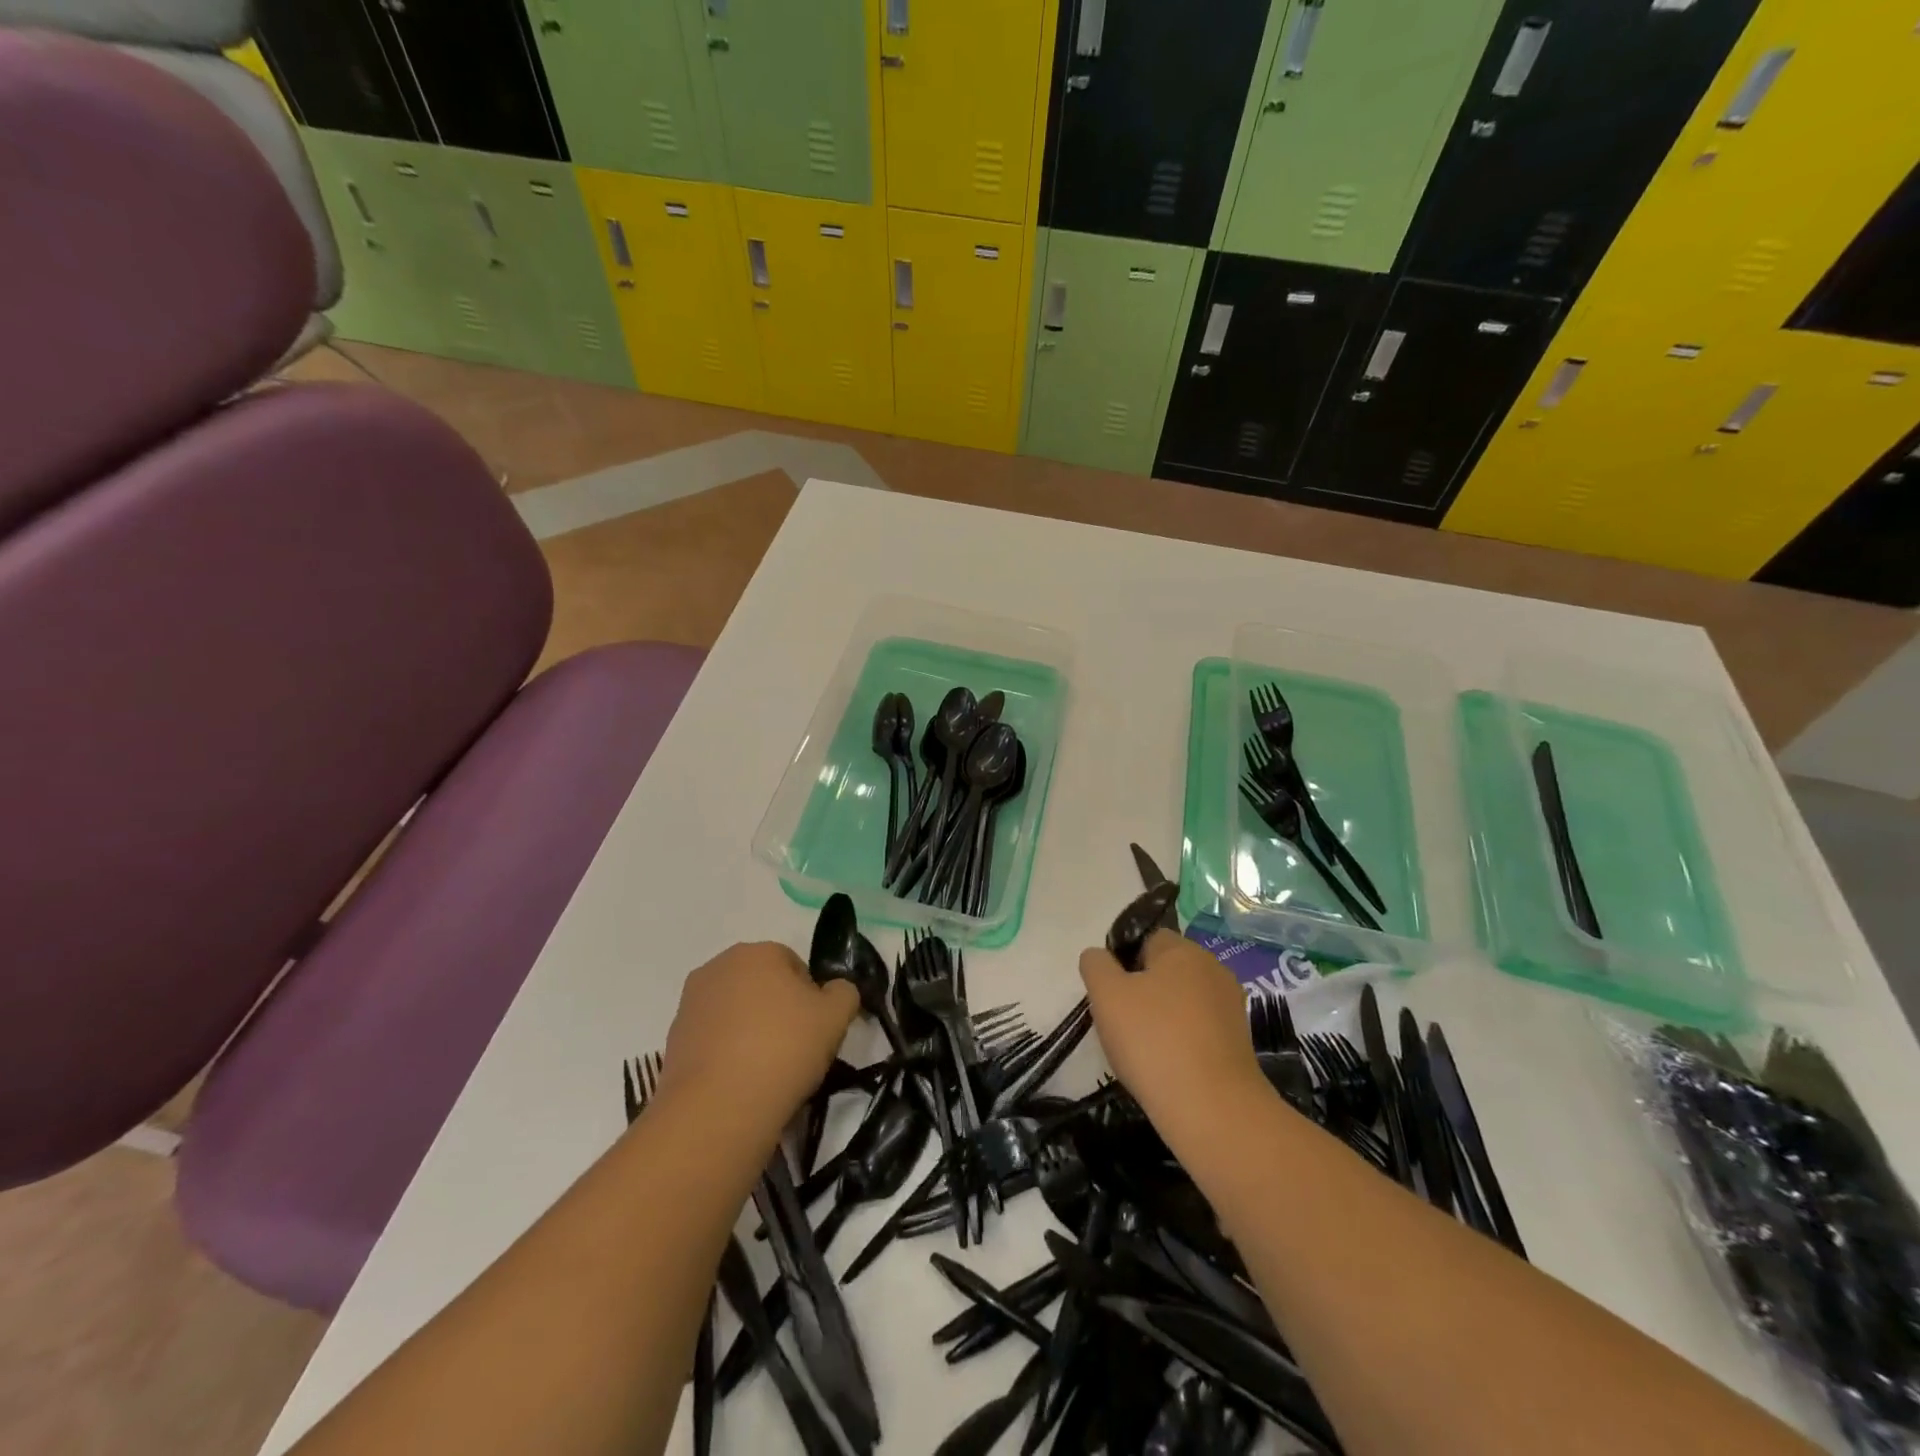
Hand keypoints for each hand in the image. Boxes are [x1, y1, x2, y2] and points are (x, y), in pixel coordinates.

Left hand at [659, 942, 859, 1131]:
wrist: (717, 1108)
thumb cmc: (783, 1049)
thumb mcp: (836, 1016)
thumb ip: (844, 992)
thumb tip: (834, 992)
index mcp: (757, 952)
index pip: (795, 966)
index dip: (811, 998)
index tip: (815, 1030)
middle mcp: (718, 967)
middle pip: (762, 986)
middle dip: (778, 1011)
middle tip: (795, 1050)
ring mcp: (690, 1004)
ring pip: (736, 1013)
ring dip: (751, 1033)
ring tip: (767, 1073)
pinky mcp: (673, 1041)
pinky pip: (714, 1041)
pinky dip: (727, 1056)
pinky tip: (740, 1084)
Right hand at [1079, 930, 1265, 1138]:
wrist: (1212, 1109)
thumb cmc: (1153, 1040)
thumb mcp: (1106, 994)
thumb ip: (1096, 965)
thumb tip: (1099, 957)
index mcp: (1184, 950)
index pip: (1147, 939)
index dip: (1123, 961)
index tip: (1110, 994)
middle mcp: (1213, 970)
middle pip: (1166, 971)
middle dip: (1143, 992)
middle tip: (1121, 1023)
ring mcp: (1231, 1007)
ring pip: (1183, 1002)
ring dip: (1162, 1019)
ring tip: (1143, 1051)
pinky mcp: (1240, 1043)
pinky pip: (1199, 1031)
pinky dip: (1182, 1043)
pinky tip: (1168, 1068)